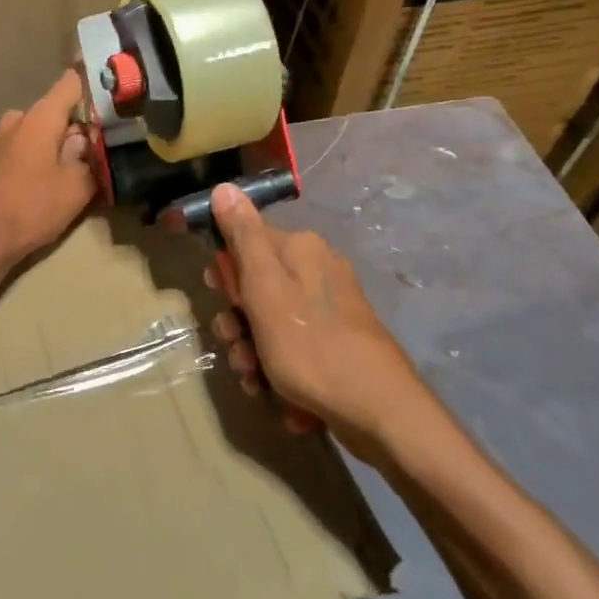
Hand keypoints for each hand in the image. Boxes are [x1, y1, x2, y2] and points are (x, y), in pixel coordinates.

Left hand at [0, 70, 95, 273]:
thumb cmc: (31, 211)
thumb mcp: (76, 189)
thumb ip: (88, 157)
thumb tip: (85, 138)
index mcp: (40, 120)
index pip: (69, 84)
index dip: (88, 87)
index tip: (102, 100)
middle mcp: (12, 122)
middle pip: (47, 113)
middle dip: (64, 128)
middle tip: (80, 155)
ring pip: (21, 133)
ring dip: (36, 145)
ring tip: (47, 174)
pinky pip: (1, 152)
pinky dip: (13, 161)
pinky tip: (16, 185)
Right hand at [206, 183, 430, 446]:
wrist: (378, 411)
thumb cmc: (312, 346)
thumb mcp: (265, 289)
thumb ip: (243, 238)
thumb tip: (225, 187)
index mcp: (301, 249)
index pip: (245, 242)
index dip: (225, 273)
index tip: (220, 299)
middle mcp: (317, 271)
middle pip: (255, 287)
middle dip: (237, 322)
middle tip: (237, 347)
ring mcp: (329, 309)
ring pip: (269, 322)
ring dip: (251, 351)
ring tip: (254, 380)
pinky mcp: (336, 343)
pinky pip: (291, 347)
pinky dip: (276, 368)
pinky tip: (274, 393)